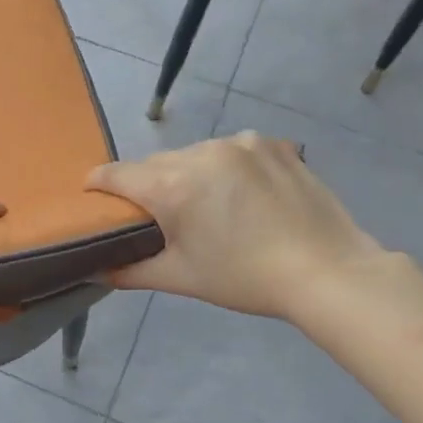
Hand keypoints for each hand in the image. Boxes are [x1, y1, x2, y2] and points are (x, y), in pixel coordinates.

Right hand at [88, 133, 387, 318]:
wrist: (329, 272)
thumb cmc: (244, 278)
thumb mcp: (180, 278)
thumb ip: (129, 271)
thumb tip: (95, 271)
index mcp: (173, 185)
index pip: (115, 174)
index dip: (97, 185)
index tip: (93, 198)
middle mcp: (202, 152)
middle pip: (154, 165)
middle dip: (146, 186)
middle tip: (156, 217)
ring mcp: (242, 143)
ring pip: (193, 155)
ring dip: (187, 174)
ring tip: (206, 206)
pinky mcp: (274, 144)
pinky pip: (232, 150)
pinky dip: (225, 167)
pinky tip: (242, 193)